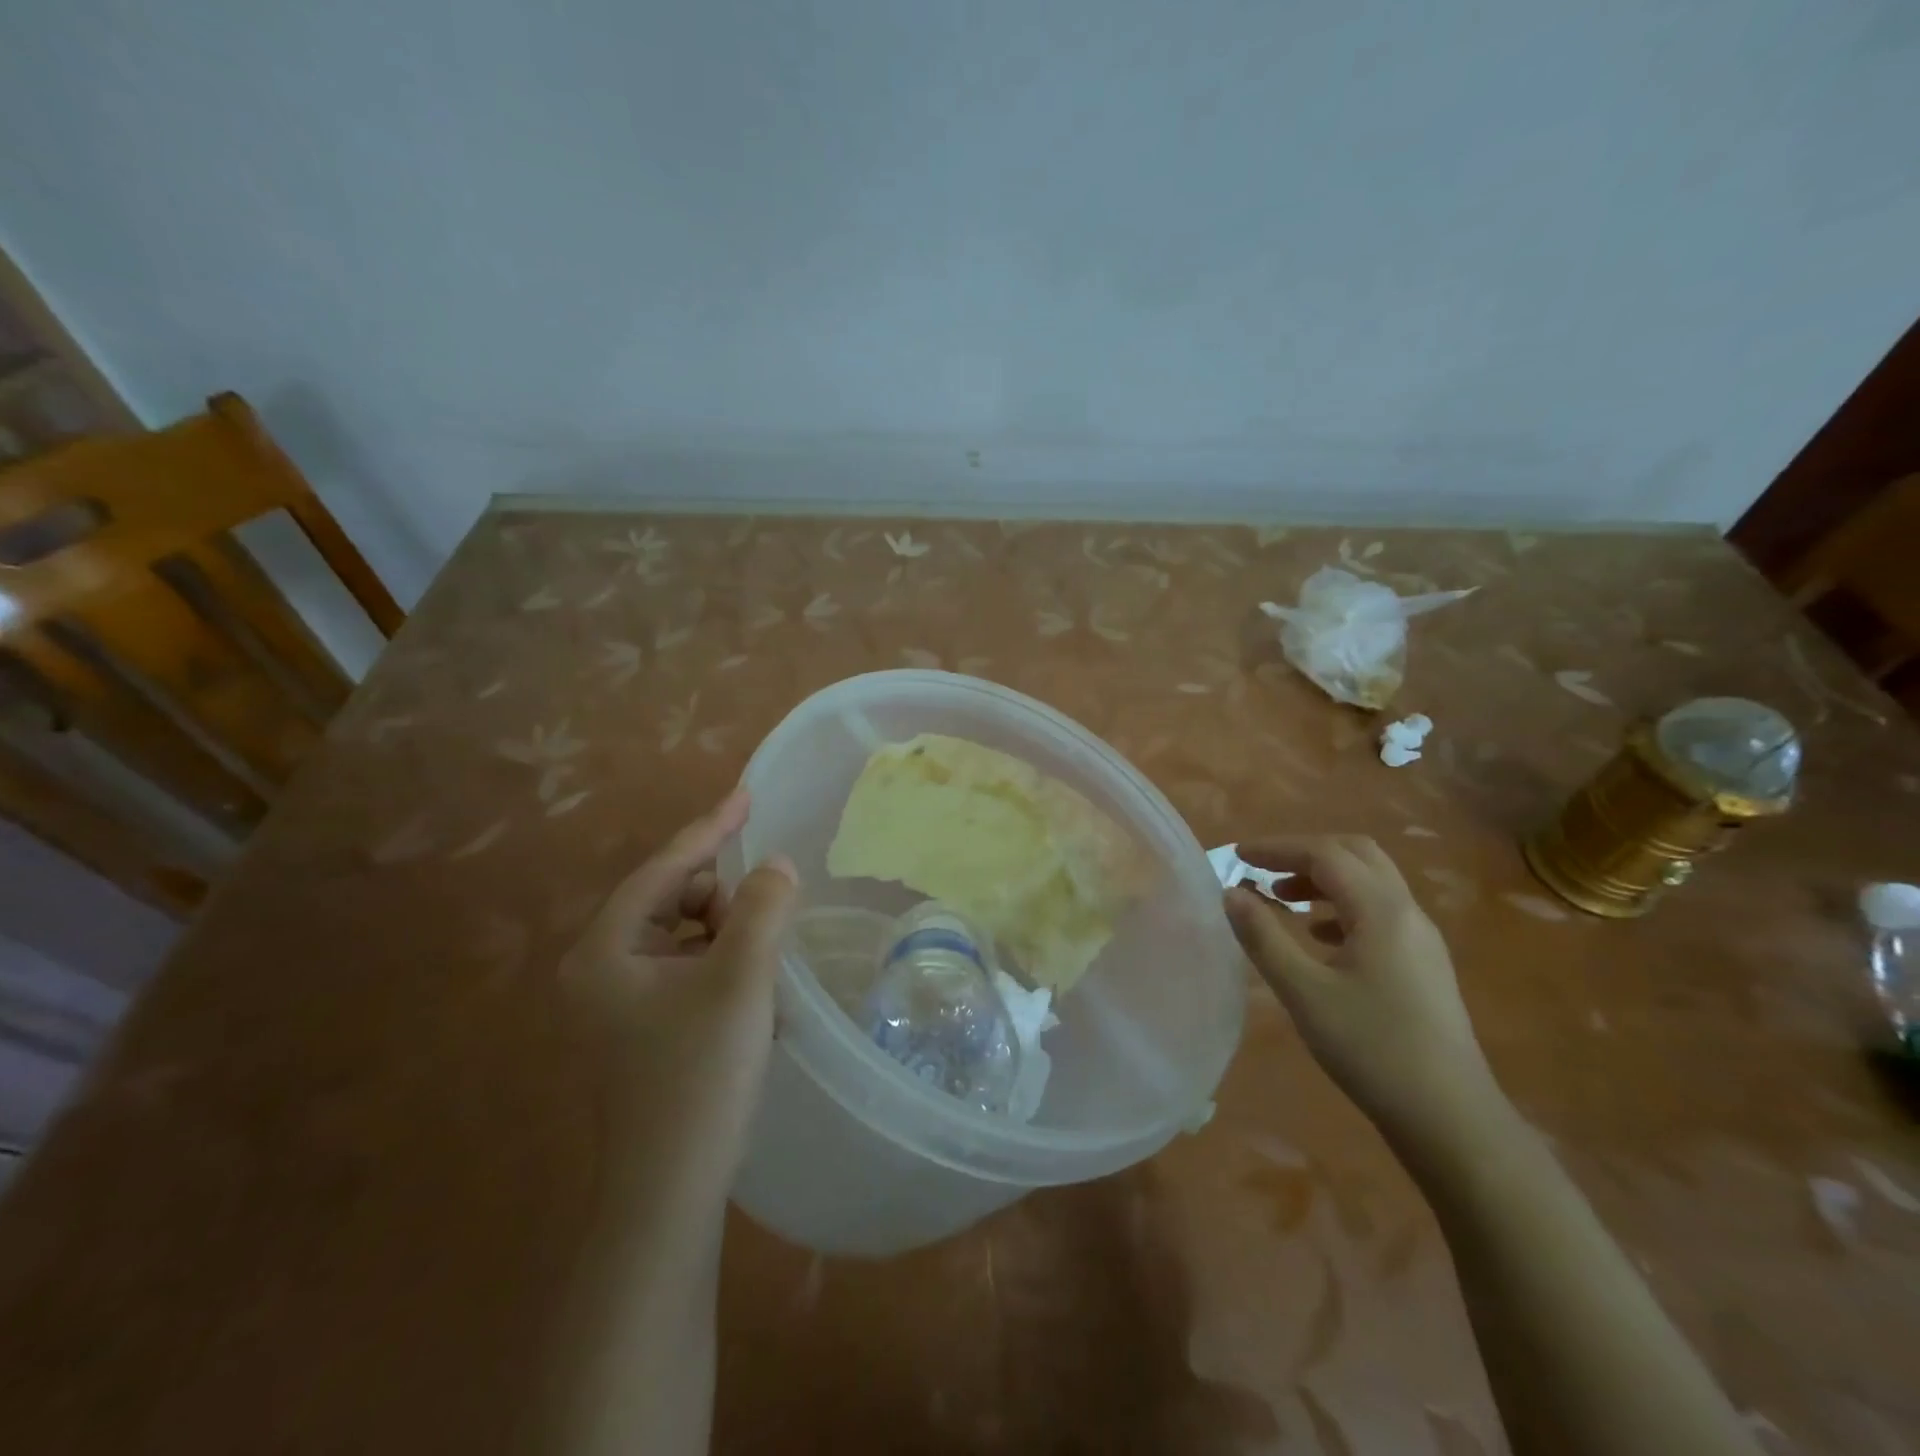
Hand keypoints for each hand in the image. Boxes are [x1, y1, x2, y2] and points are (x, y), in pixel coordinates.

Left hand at [558, 788, 797, 1220]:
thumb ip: (762, 909)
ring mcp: (617, 1003)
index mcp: (605, 949)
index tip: (748, 795)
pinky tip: (751, 998)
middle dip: (723, 900)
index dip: (711, 828)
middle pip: (672, 900)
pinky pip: (687, 970)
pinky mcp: (640, 1030)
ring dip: (727, 937)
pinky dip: (722, 967)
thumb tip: (776, 865)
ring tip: (762, 968)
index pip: (665, 868)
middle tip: (766, 921)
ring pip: (684, 936)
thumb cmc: (699, 1078)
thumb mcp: (740, 981)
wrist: (669, 1195)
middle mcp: (600, 969)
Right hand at [1223, 835, 1502, 1154]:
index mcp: (1381, 910)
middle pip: (1356, 854)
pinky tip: (1318, 937)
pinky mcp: (1424, 964)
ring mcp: (1421, 938)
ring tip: (1282, 899)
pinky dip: (1342, 906)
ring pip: (1370, 882)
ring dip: (1324, 878)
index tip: (1238, 855)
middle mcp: (1407, 912)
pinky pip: (1379, 912)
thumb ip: (1263, 937)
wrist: (1450, 1118)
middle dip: (1305, 853)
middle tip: (1262, 868)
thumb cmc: (1371, 1048)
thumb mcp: (1303, 992)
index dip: (1278, 847)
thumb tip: (1231, 893)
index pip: (1325, 854)